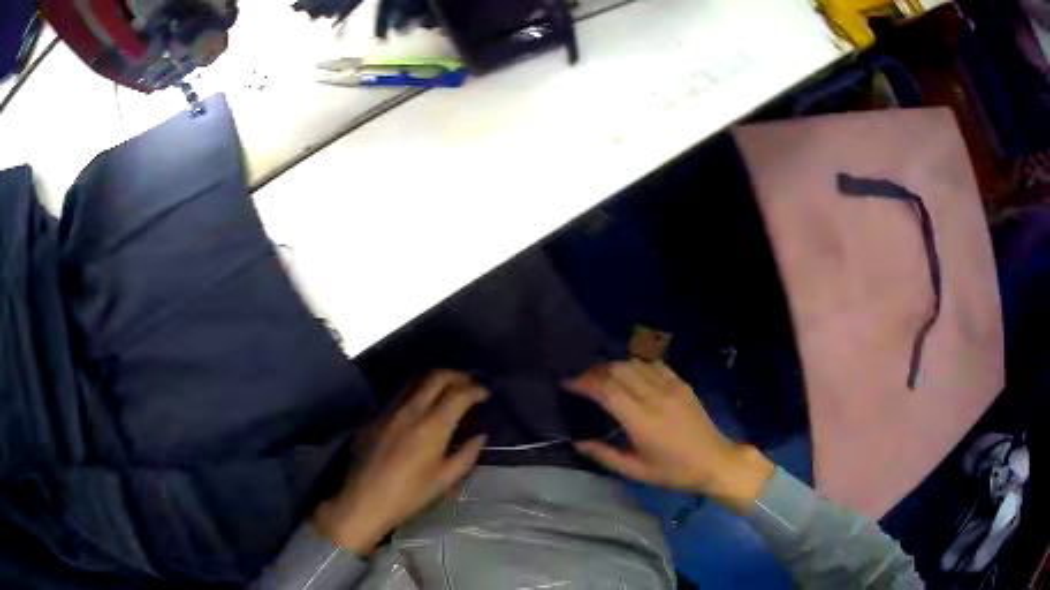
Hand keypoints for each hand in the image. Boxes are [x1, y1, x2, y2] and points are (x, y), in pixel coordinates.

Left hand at [312, 370, 487, 553]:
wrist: (364, 500)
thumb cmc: (409, 495)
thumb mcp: (445, 481)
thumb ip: (466, 455)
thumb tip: (479, 436)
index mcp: (431, 427)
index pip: (458, 394)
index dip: (475, 390)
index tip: (485, 394)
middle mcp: (410, 410)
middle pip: (436, 376)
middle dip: (457, 375)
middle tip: (468, 384)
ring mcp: (388, 410)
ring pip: (414, 380)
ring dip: (435, 380)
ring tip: (446, 390)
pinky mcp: (373, 416)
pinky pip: (397, 395)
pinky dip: (415, 394)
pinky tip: (418, 409)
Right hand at [565, 360, 774, 511]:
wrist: (715, 461)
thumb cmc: (674, 471)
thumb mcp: (637, 471)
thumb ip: (605, 456)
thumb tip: (579, 442)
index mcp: (642, 420)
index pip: (606, 390)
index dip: (583, 383)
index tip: (567, 384)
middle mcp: (655, 397)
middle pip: (618, 371)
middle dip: (594, 372)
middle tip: (581, 381)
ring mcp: (671, 387)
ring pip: (634, 363)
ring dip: (613, 366)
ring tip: (602, 377)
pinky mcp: (681, 383)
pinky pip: (653, 364)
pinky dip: (636, 363)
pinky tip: (629, 373)